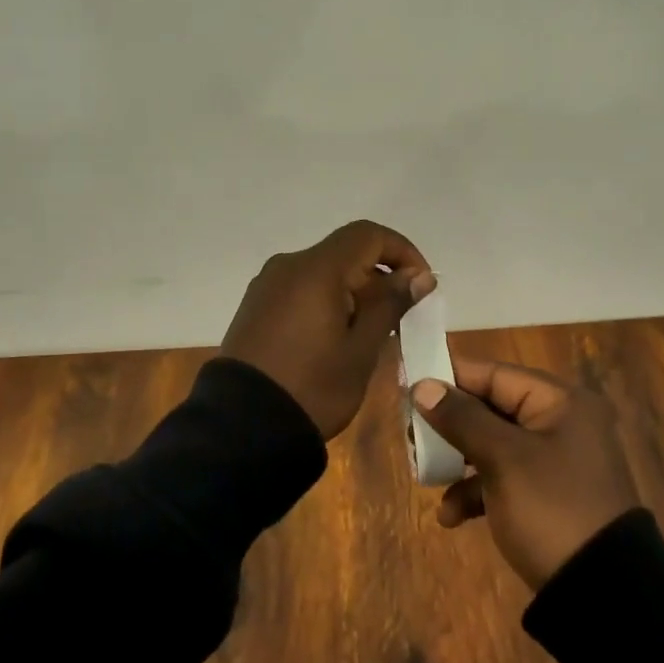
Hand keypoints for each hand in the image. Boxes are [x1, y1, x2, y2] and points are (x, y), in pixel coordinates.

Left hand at [221, 221, 433, 439]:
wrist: (242, 427)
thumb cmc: (312, 387)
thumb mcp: (361, 349)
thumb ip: (390, 305)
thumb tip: (419, 275)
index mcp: (315, 269)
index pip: (368, 235)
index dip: (402, 251)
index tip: (421, 284)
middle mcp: (288, 265)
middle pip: (344, 251)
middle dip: (378, 275)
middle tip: (399, 316)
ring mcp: (267, 285)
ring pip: (322, 271)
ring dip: (353, 290)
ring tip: (369, 332)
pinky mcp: (255, 306)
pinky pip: (301, 289)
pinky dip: (326, 300)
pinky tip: (335, 337)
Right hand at [411, 357, 640, 588]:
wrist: (603, 595)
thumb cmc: (552, 508)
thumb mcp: (503, 459)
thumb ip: (461, 418)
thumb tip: (422, 386)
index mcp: (560, 402)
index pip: (495, 375)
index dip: (451, 378)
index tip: (410, 386)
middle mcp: (561, 424)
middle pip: (491, 410)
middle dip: (450, 427)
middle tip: (412, 437)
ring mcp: (555, 463)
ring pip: (493, 446)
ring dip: (458, 462)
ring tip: (424, 477)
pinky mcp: (548, 497)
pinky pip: (503, 480)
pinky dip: (476, 492)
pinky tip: (451, 517)